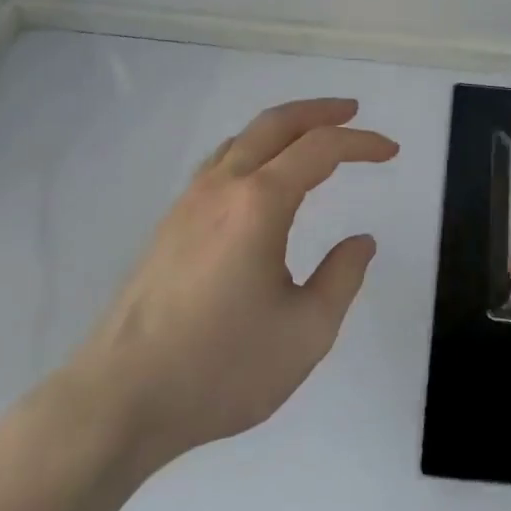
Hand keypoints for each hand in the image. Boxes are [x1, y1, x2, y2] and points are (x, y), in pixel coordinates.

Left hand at [68, 98, 397, 470]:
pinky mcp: (169, 225)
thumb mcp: (306, 332)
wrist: (120, 400)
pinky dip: (253, 149)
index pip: (320, 149)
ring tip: (311, 137)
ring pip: (241, 139)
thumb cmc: (221, 368)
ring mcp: (189, 203)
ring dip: (282, 127)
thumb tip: (361, 241)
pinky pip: (219, 163)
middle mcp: (222, 187)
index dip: (361, 143)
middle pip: (275, 123)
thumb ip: (341, 278)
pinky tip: (259, 178)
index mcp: (259, 203)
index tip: (391, 151)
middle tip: (352, 111)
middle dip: (318, 111)